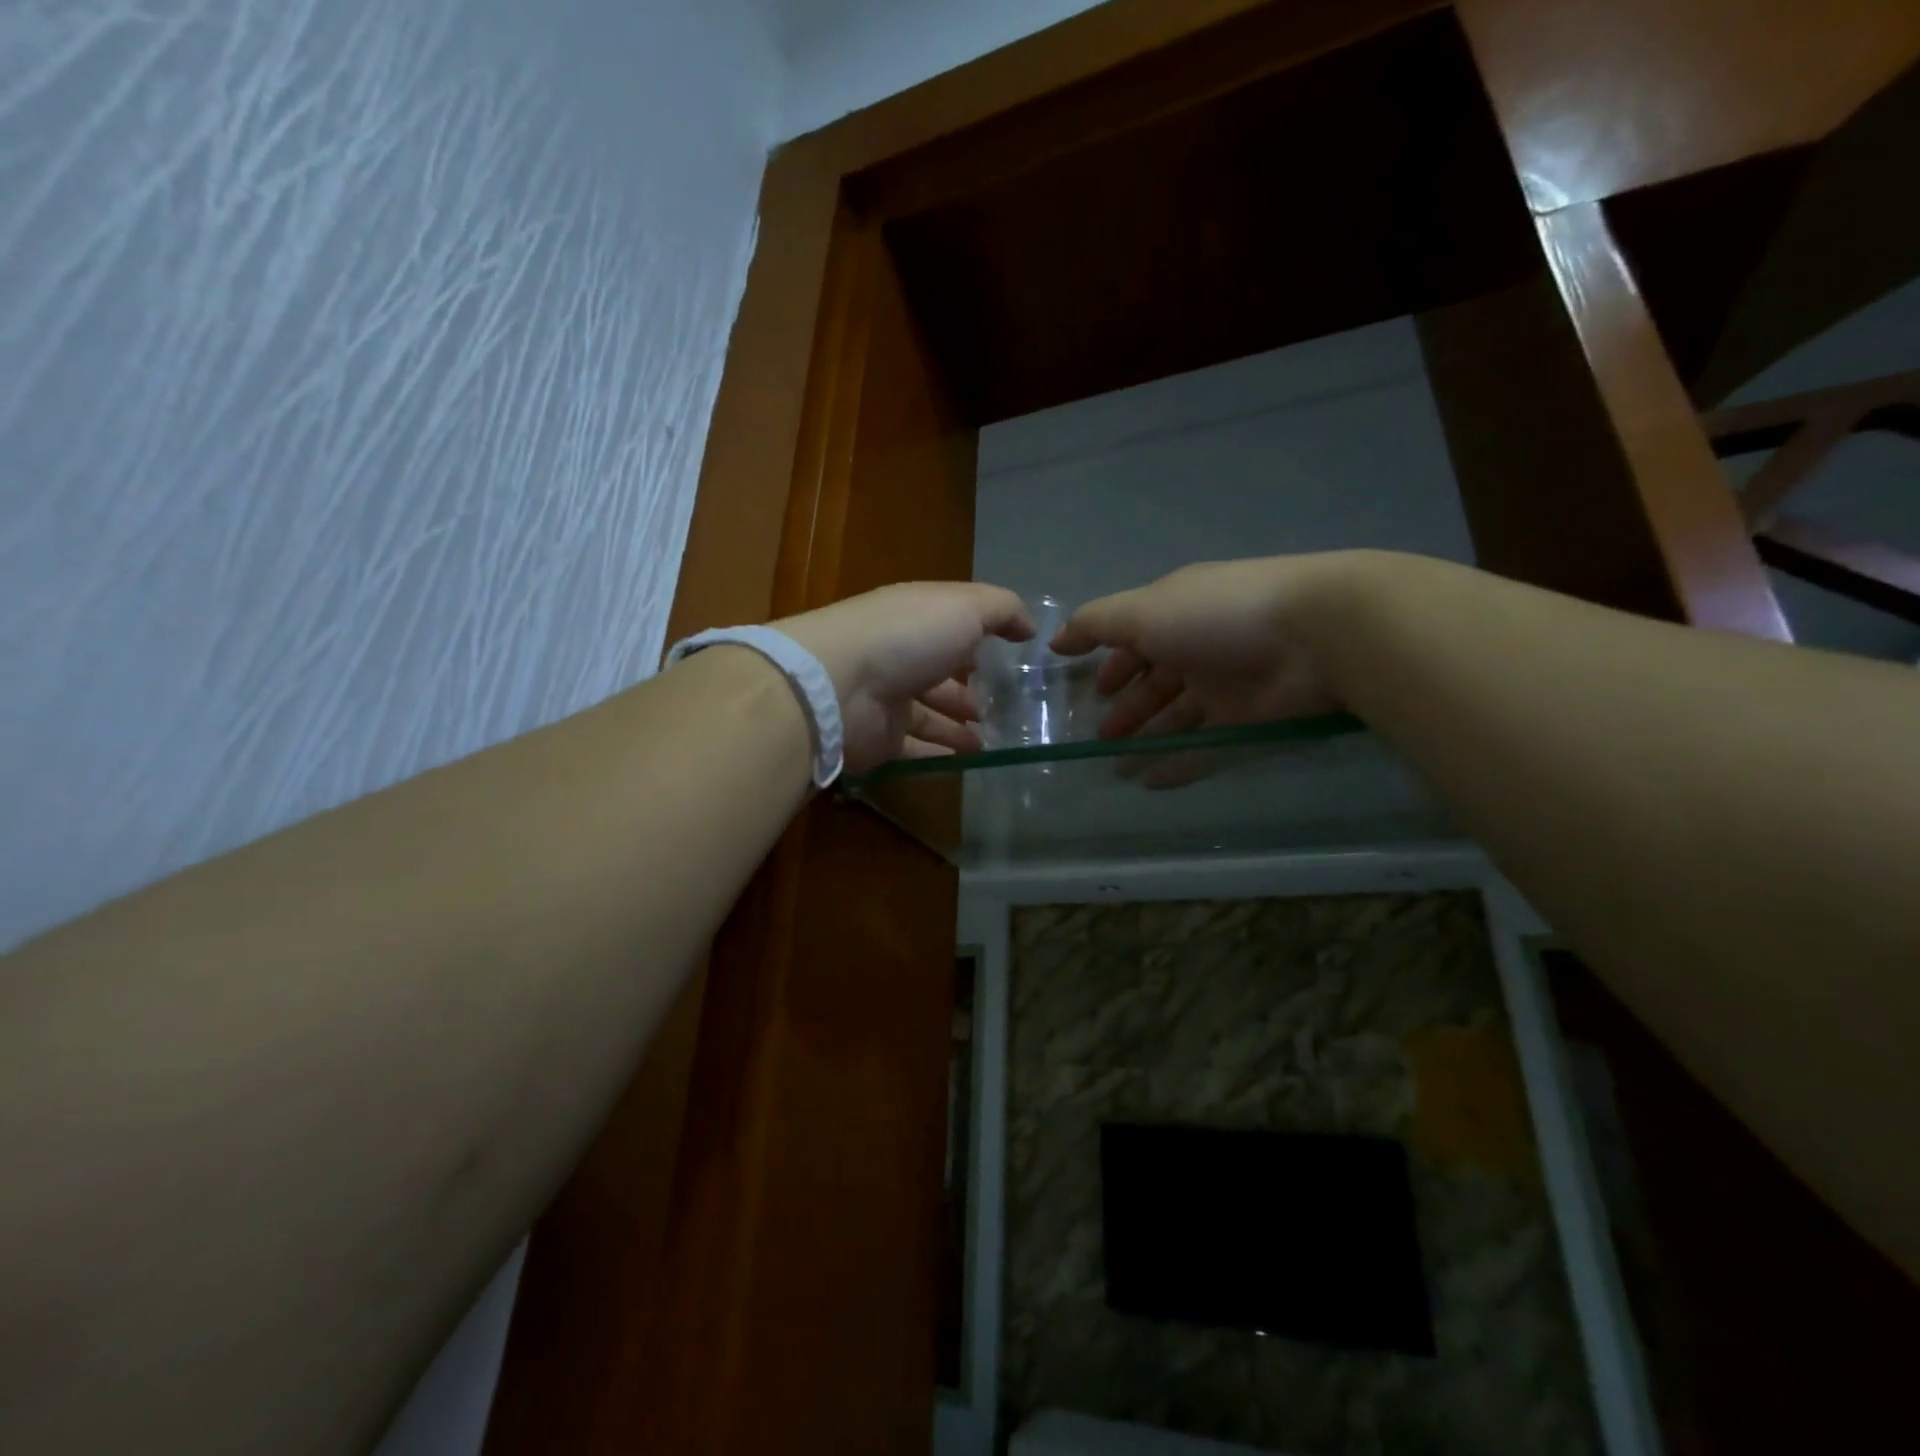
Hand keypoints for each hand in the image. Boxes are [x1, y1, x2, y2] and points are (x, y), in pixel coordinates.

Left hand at [775, 582, 1034, 771]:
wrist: (838, 684)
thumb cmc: (906, 636)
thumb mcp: (966, 607)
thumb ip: (1003, 610)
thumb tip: (1029, 627)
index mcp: (916, 618)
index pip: (950, 626)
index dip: (978, 637)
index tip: (1010, 655)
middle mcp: (899, 656)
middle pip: (938, 674)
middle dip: (968, 689)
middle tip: (1003, 708)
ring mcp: (886, 699)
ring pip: (928, 715)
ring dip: (958, 727)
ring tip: (991, 740)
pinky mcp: (879, 739)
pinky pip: (916, 749)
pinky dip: (940, 754)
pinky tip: (969, 762)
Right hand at [1051, 555, 1362, 740]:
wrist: (1314, 635)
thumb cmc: (1216, 615)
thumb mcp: (1143, 611)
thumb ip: (1095, 625)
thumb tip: (1054, 639)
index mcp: (1175, 615)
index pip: (1136, 641)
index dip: (1112, 665)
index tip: (1090, 693)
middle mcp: (1198, 648)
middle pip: (1154, 683)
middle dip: (1126, 710)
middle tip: (1099, 741)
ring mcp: (1224, 685)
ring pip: (1175, 717)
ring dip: (1145, 740)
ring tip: (1115, 768)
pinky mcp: (1246, 720)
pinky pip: (1203, 746)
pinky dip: (1176, 764)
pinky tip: (1149, 783)